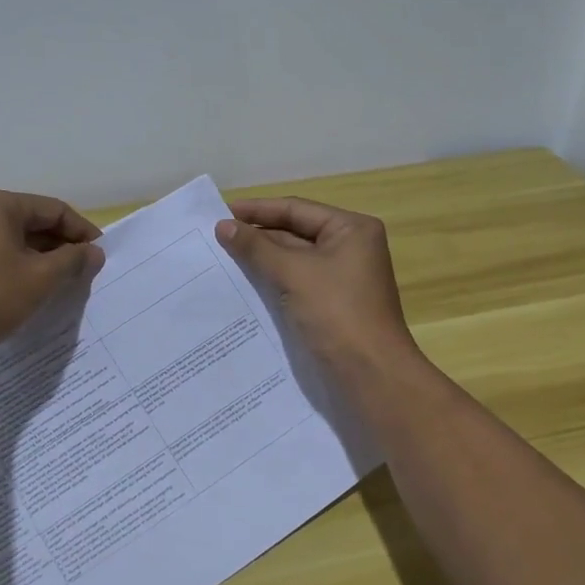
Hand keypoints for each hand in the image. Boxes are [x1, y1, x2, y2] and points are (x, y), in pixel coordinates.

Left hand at [0, 188, 103, 358]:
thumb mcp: (39, 279)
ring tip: (59, 284)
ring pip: (12, 240)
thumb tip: (94, 251)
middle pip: (32, 222)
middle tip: (83, 273)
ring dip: (39, 259)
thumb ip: (72, 261)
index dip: (82, 231)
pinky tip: (26, 290)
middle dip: (61, 246)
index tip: (100, 256)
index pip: (54, 209)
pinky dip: (16, 267)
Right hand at [216, 197, 418, 372]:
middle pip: (295, 232)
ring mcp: (341, 278)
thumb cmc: (336, 313)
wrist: (370, 375)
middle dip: (257, 236)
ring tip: (220, 258)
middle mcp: (349, 248)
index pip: (296, 209)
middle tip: (214, 238)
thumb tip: (223, 226)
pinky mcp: (331, 304)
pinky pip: (295, 283)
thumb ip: (256, 248)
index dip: (257, 210)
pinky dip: (271, 281)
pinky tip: (242, 284)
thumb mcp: (293, 274)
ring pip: (293, 260)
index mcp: (351, 229)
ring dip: (261, 259)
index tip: (219, 213)